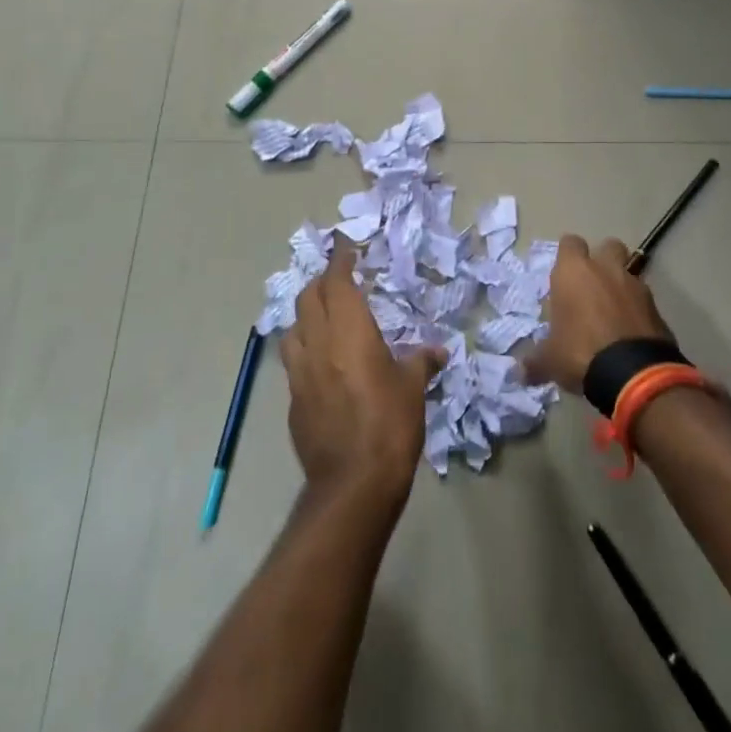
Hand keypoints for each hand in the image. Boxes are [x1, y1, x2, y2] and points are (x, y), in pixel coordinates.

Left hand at [282, 236, 445, 506]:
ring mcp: (299, 372)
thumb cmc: (389, 425)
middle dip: (321, 282)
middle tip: (338, 279)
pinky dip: (304, 347)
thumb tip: (438, 351)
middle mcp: (318, 343)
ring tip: (323, 316)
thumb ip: (422, 362)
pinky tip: (319, 360)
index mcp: (349, 331)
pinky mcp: (292, 400)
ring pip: (294, 326)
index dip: (340, 260)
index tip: (346, 247)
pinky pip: (293, 360)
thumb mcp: (413, 389)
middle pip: (308, 297)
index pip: (336, 281)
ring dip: (307, 313)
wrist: (353, 484)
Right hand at [525, 234, 676, 394]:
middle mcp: (606, 269)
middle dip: (602, 260)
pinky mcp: (657, 307)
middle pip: (608, 246)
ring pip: (629, 272)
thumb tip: (521, 373)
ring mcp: (635, 285)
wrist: (634, 373)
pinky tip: (630, 332)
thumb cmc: (581, 352)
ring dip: (621, 286)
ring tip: (613, 312)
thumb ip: (536, 361)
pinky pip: (644, 300)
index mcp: (574, 272)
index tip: (564, 275)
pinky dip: (638, 310)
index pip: (570, 243)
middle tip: (592, 286)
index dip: (567, 256)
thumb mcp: (550, 360)